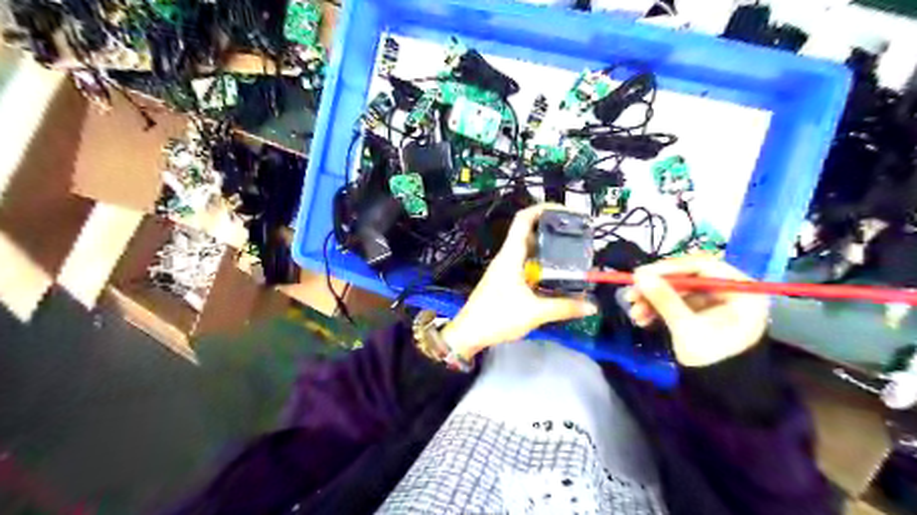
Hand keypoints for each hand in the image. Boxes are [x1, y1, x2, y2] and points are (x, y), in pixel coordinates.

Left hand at [444, 204, 603, 358]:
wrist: (469, 334)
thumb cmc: (497, 317)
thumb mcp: (534, 312)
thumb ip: (564, 307)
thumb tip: (592, 306)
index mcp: (511, 255)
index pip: (523, 220)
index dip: (542, 209)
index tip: (565, 211)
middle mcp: (507, 257)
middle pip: (530, 234)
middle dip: (552, 232)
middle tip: (576, 237)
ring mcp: (505, 269)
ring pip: (528, 251)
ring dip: (548, 251)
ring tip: (572, 255)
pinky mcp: (505, 281)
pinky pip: (526, 265)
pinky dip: (541, 266)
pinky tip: (556, 277)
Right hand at [628, 255, 768, 367]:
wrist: (721, 394)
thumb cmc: (711, 360)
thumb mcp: (686, 327)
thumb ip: (664, 298)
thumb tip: (639, 275)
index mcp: (742, 292)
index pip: (703, 266)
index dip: (670, 267)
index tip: (641, 273)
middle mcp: (731, 292)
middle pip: (688, 279)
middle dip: (657, 288)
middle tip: (632, 294)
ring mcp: (716, 304)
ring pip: (678, 292)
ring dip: (653, 300)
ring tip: (633, 312)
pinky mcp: (703, 314)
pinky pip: (678, 304)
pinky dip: (659, 309)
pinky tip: (642, 319)